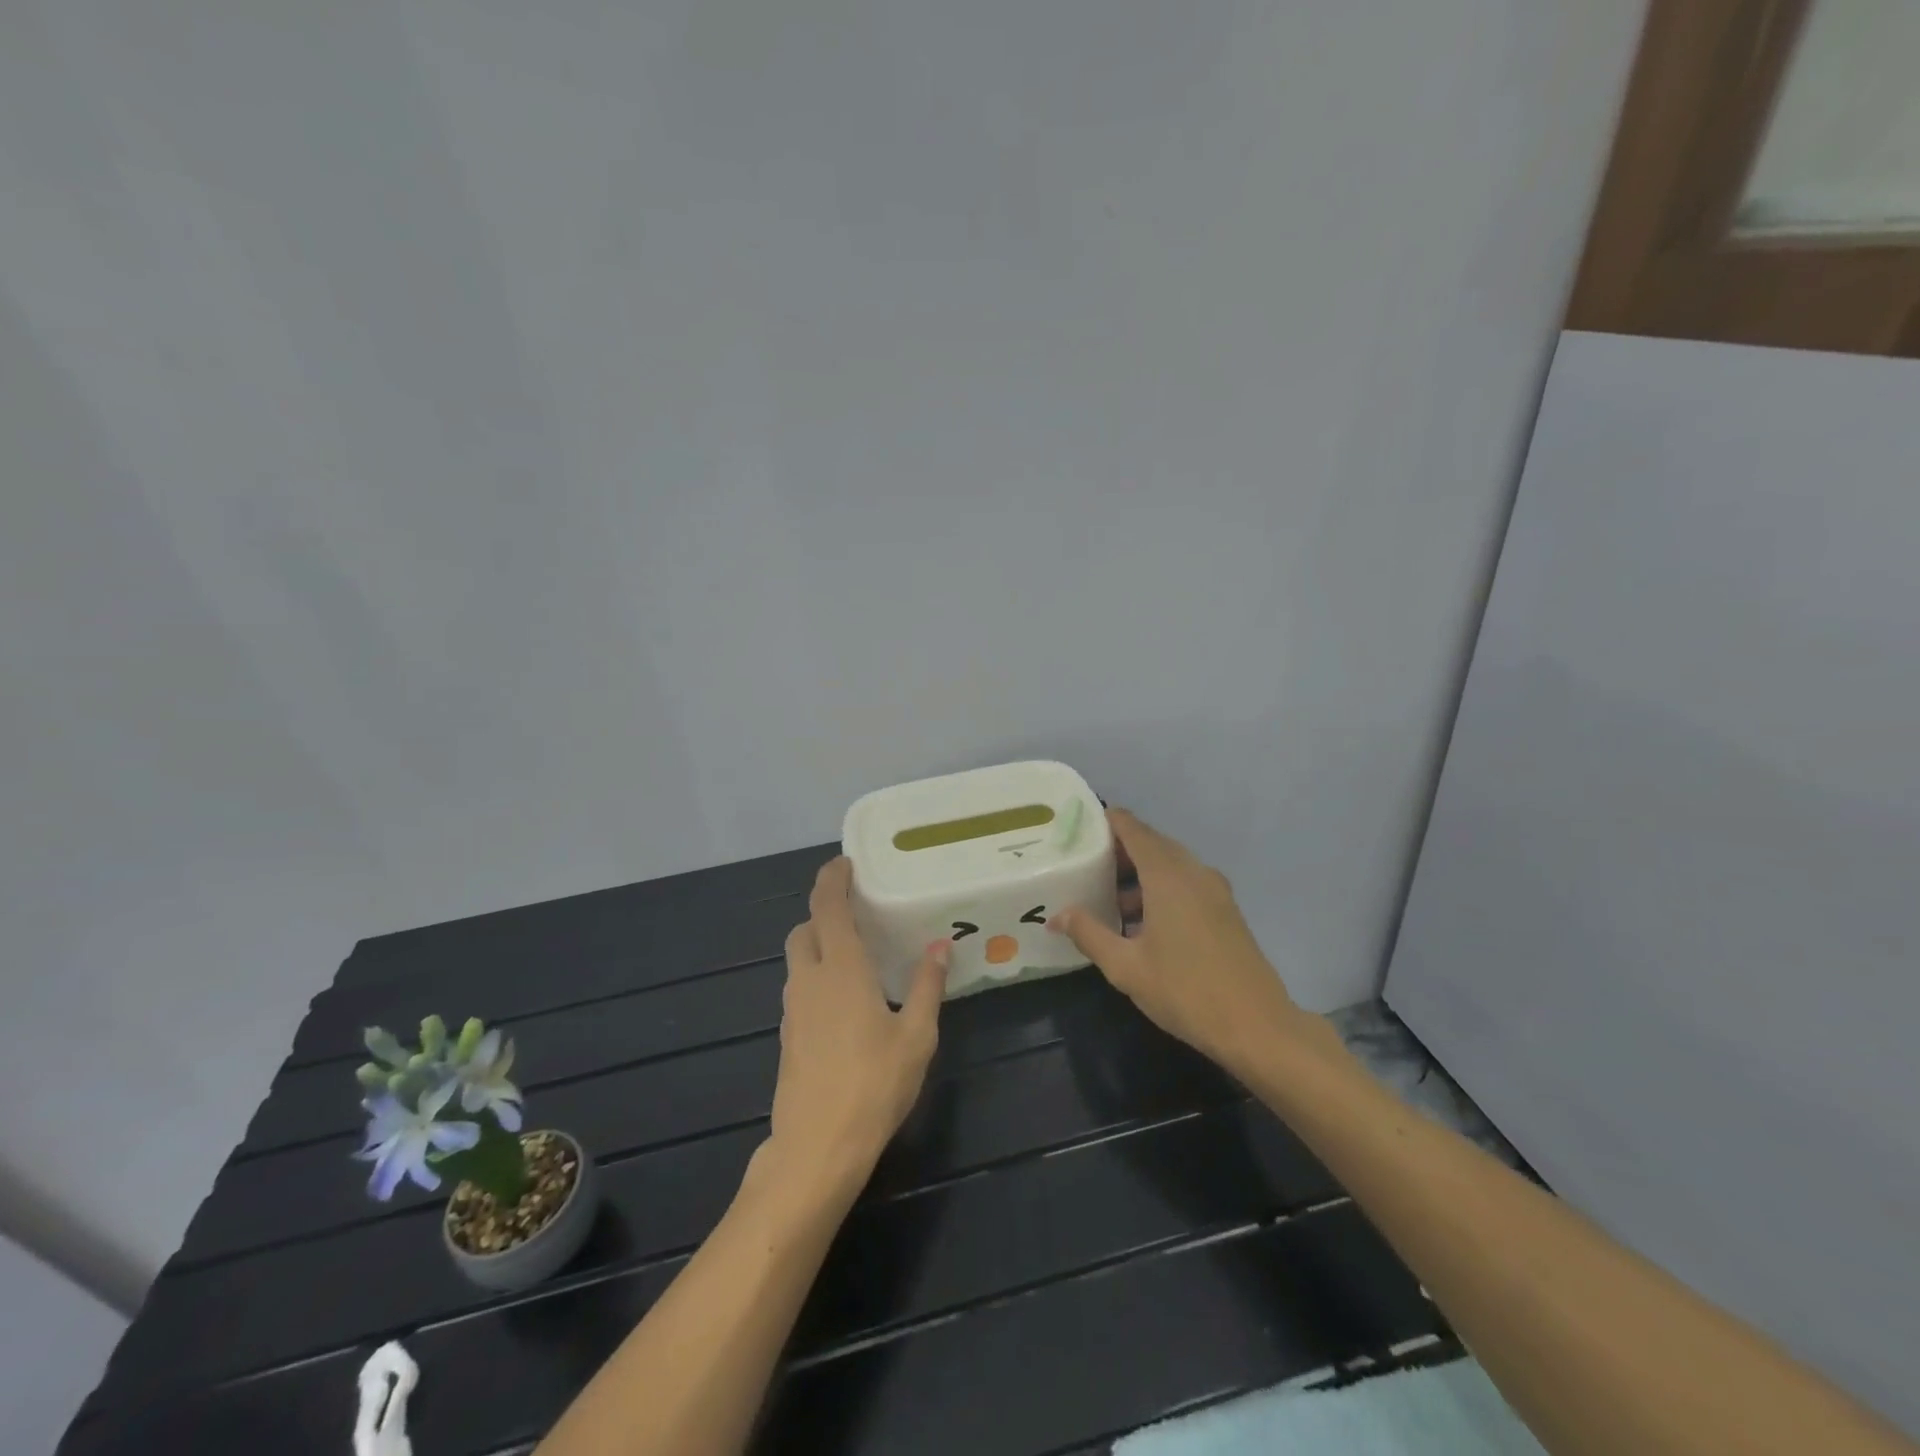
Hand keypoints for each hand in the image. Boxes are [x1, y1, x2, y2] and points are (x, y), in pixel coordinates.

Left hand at [760, 858, 946, 1201]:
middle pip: (805, 929)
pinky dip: (816, 976)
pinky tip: (845, 999)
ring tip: (855, 953)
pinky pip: (800, 988)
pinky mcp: (787, 1036)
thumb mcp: (916, 1036)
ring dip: (818, 944)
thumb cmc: (874, 1085)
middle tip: (856, 912)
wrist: (817, 1148)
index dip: (832, 879)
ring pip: (798, 959)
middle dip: (823, 912)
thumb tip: (939, 947)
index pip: (827, 906)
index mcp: (841, 969)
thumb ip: (927, 987)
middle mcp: (810, 979)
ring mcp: (793, 1009)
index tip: (845, 863)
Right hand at [1052, 809, 1319, 1075]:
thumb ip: (1089, 934)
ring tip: (1110, 898)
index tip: (1081, 826)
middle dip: (1121, 848)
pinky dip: (1162, 887)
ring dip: (1142, 872)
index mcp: (1167, 875)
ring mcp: (1215, 890)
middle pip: (1153, 843)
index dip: (1109, 821)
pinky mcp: (1226, 910)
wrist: (1257, 1026)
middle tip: (1088, 863)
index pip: (1134, 830)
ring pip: (1172, 864)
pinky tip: (1145, 922)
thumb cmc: (1185, 991)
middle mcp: (1193, 872)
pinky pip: (1187, 882)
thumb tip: (1057, 916)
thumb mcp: (1126, 967)